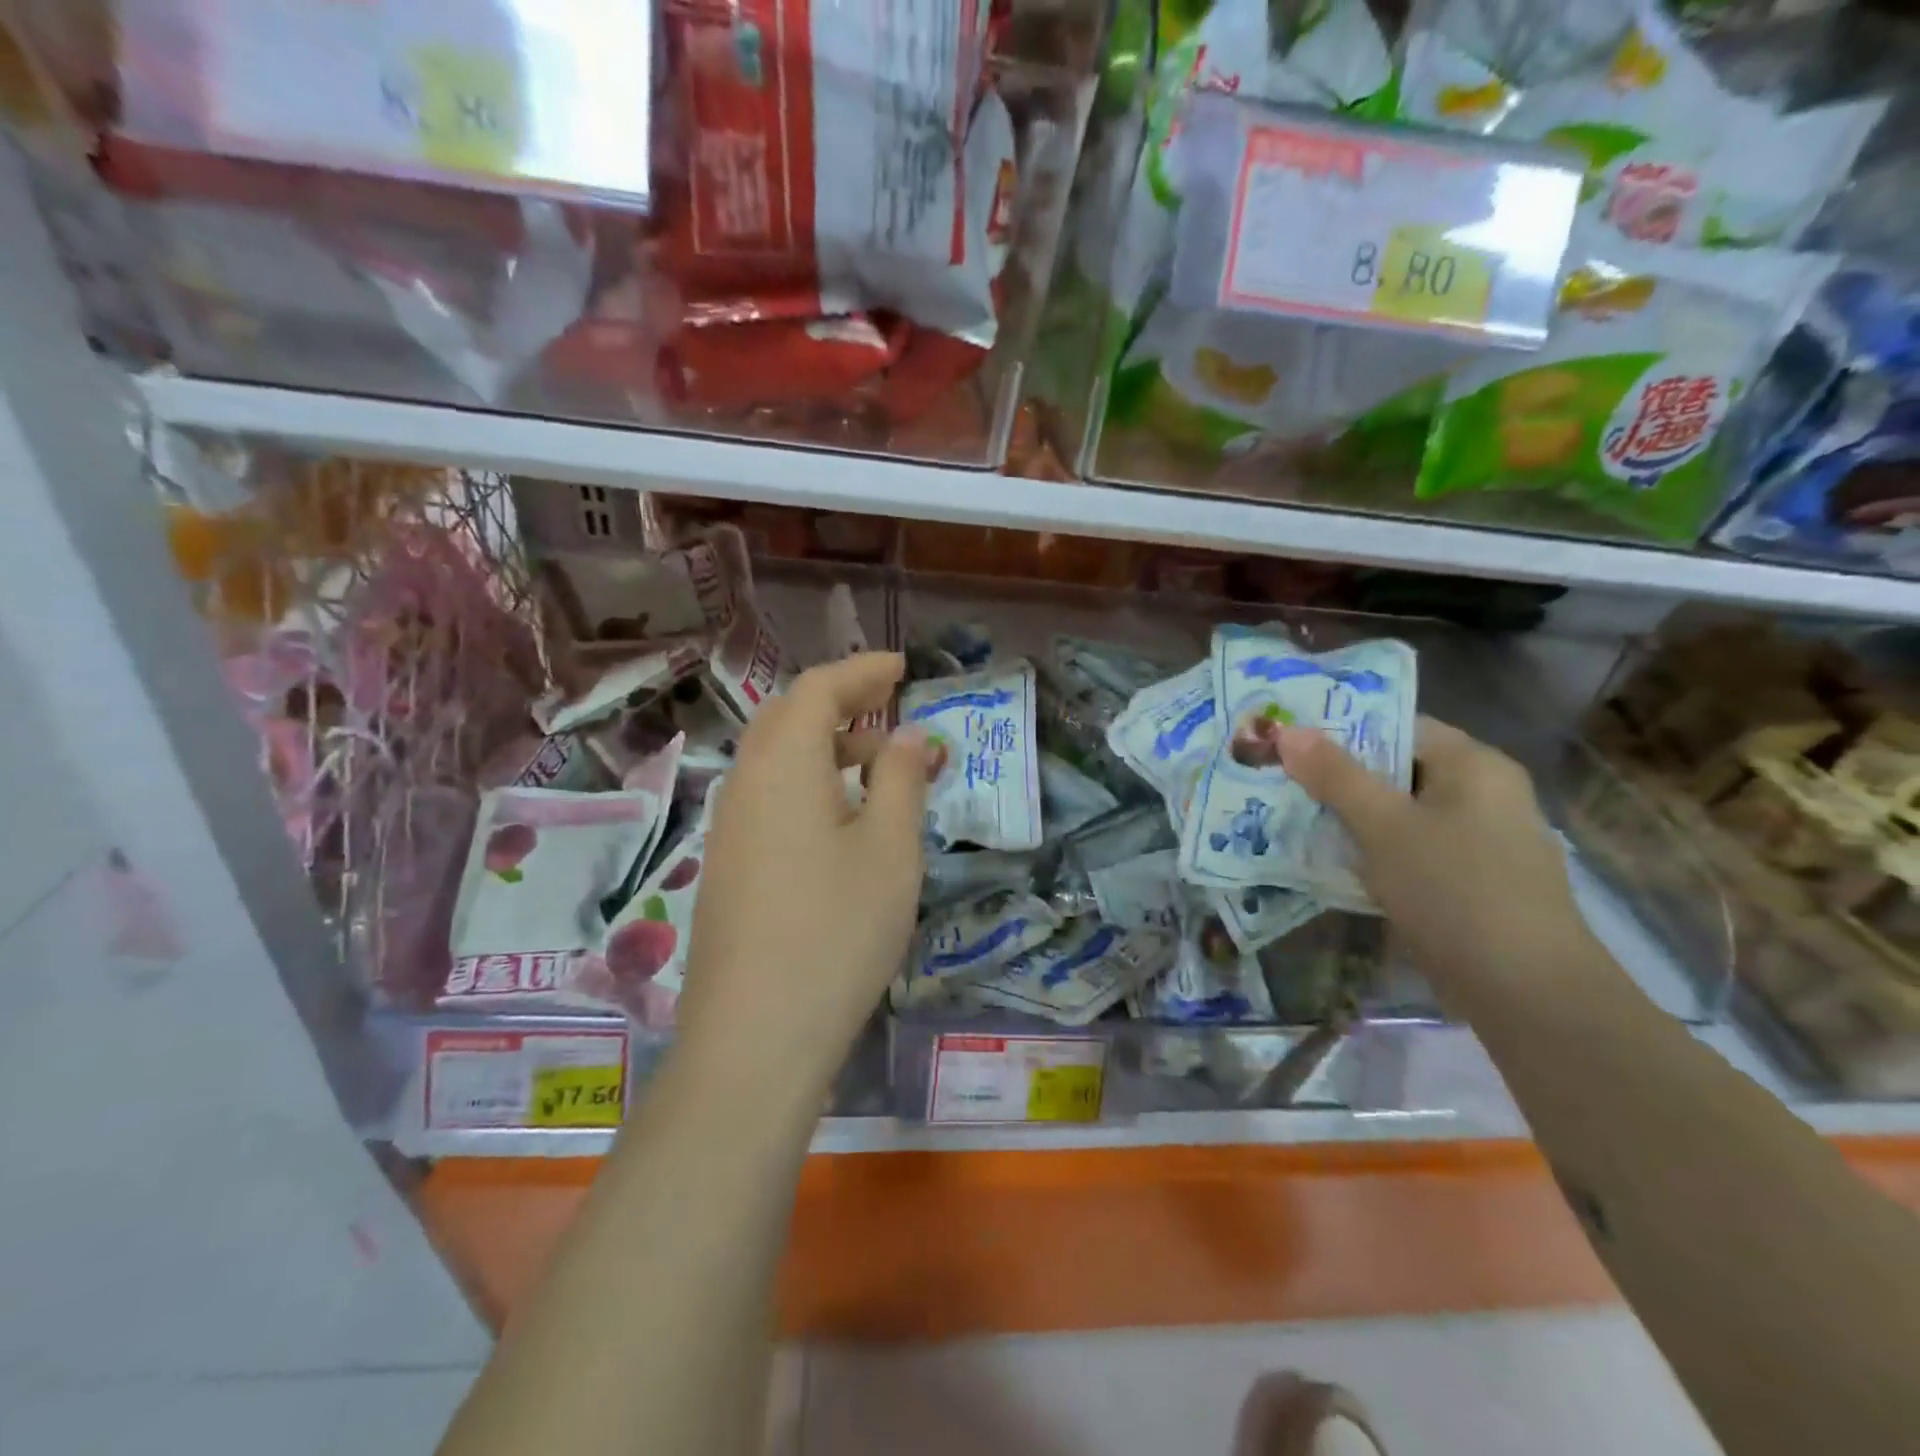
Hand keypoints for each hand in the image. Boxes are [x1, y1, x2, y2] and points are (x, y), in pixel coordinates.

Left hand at [672, 653, 933, 1099]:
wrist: (757, 1036)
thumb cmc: (837, 931)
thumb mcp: (890, 850)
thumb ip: (901, 780)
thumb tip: (908, 736)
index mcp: (783, 766)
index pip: (818, 690)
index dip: (863, 671)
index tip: (903, 668)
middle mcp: (746, 784)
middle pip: (789, 717)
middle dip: (842, 702)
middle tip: (891, 705)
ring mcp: (730, 827)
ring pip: (777, 759)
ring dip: (827, 745)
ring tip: (879, 763)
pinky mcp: (729, 865)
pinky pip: (769, 796)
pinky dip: (809, 782)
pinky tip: (842, 816)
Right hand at [1276, 717, 1589, 990]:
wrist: (1527, 991)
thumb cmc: (1454, 889)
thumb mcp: (1383, 825)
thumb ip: (1335, 775)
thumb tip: (1286, 731)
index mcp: (1475, 765)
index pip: (1400, 726)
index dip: (1343, 731)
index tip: (1291, 743)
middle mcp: (1486, 794)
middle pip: (1400, 771)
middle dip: (1340, 779)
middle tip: (1282, 782)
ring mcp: (1484, 841)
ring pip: (1404, 815)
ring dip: (1354, 819)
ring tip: (1295, 820)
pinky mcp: (1475, 883)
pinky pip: (1415, 850)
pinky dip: (1378, 852)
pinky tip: (1337, 865)